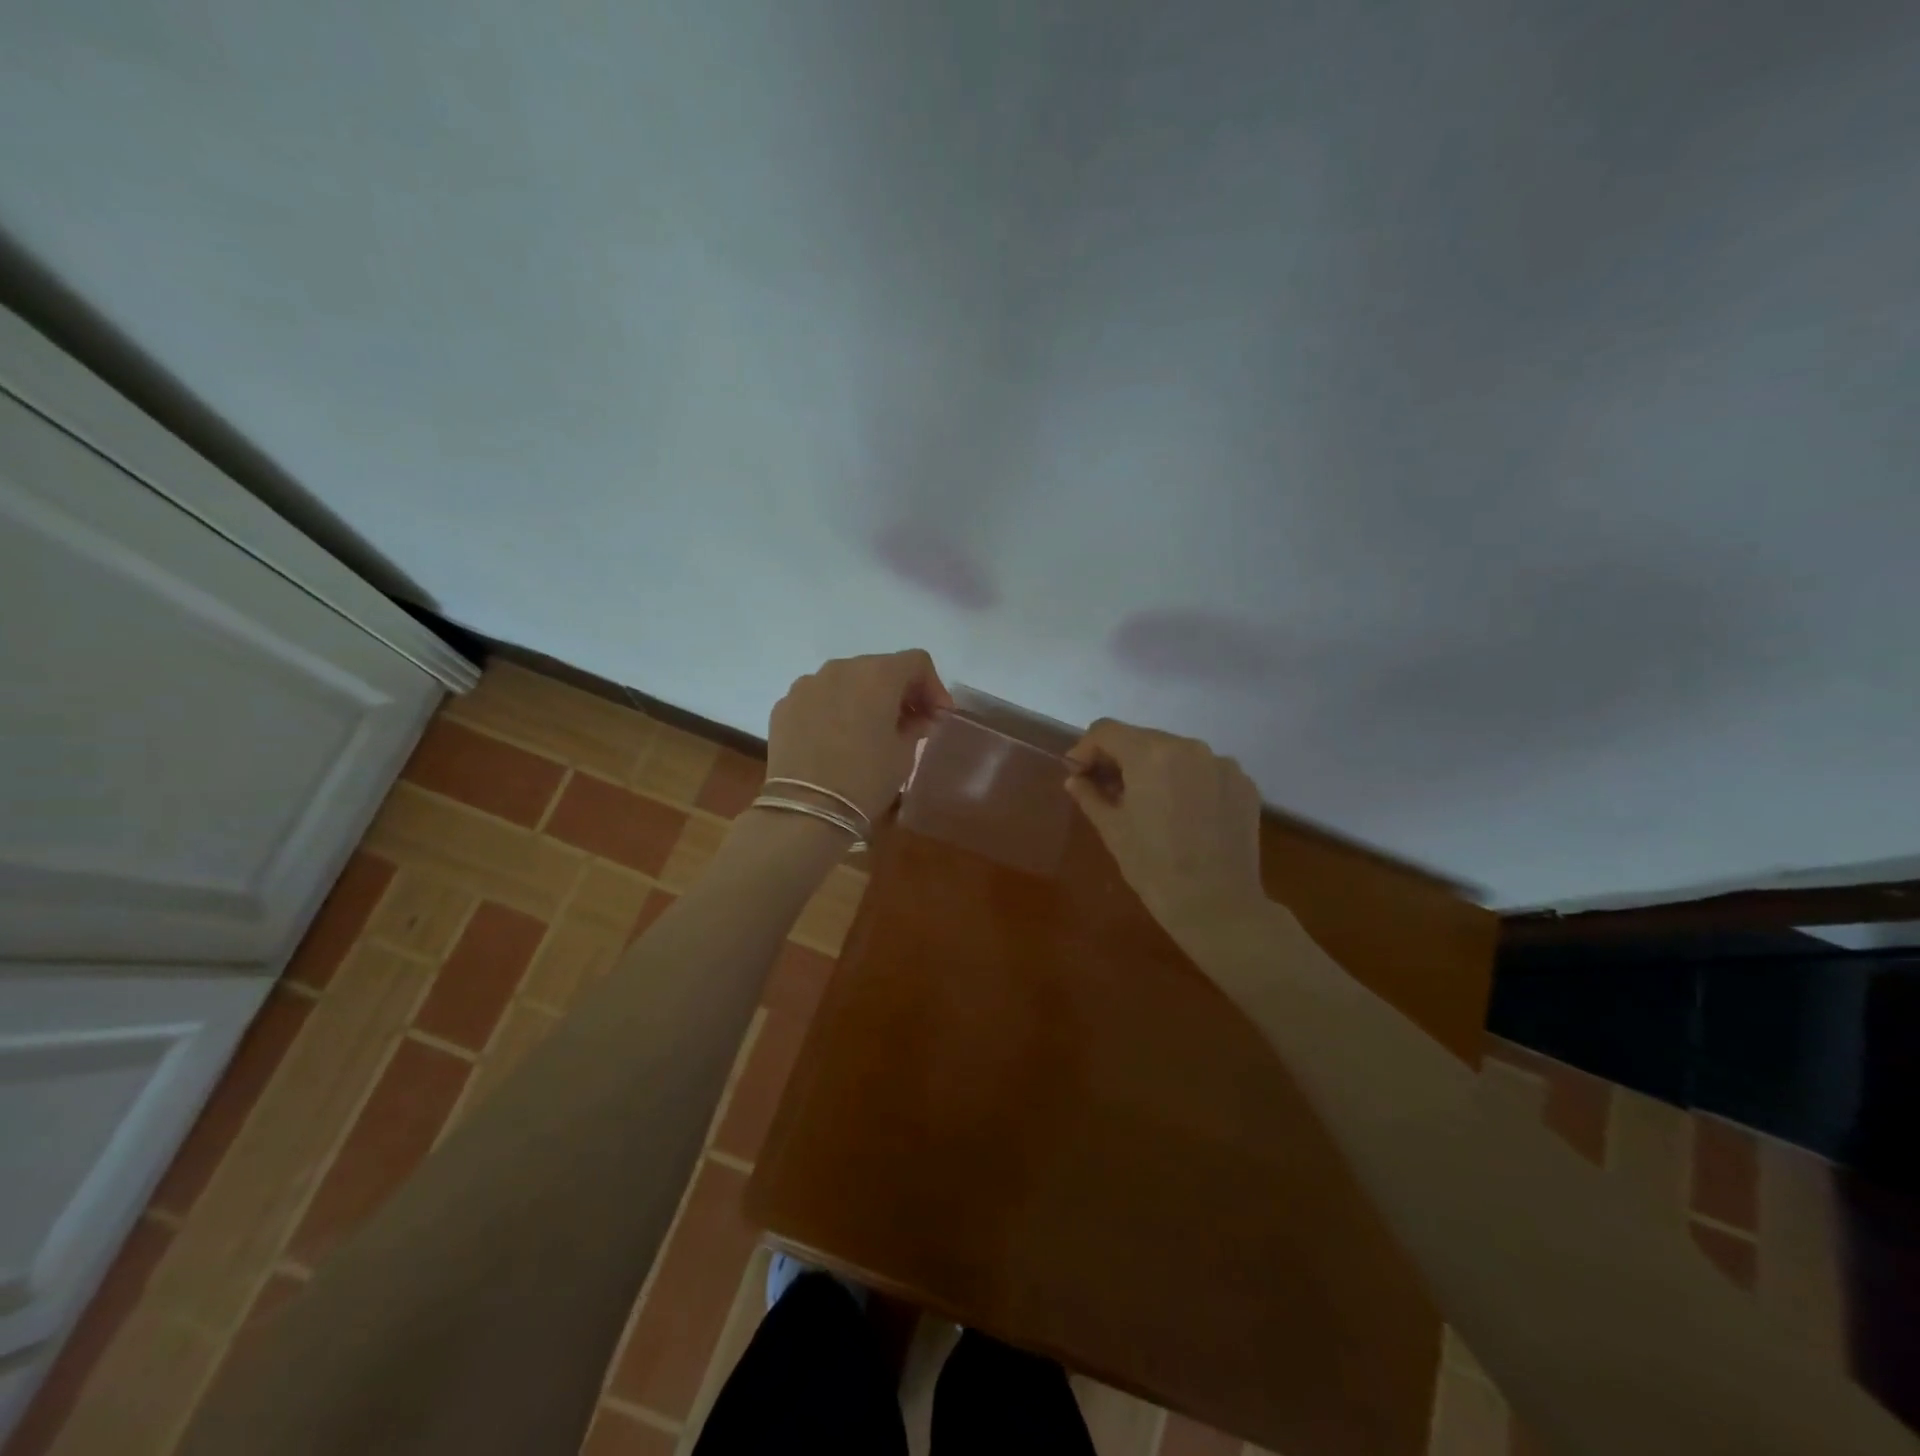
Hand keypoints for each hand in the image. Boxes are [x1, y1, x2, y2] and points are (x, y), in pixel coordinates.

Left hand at [765, 650, 952, 822]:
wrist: (806, 809)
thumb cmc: (866, 778)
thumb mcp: (904, 754)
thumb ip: (915, 726)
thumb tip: (915, 719)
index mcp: (877, 674)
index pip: (916, 662)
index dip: (933, 687)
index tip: (937, 716)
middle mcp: (841, 668)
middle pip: (879, 668)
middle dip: (898, 692)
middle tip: (909, 723)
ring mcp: (807, 685)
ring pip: (846, 681)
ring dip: (864, 698)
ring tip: (869, 732)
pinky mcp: (784, 706)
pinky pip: (819, 698)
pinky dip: (835, 710)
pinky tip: (836, 741)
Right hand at [1065, 719, 1267, 935]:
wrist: (1217, 905)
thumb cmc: (1154, 867)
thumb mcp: (1113, 830)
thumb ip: (1090, 795)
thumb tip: (1076, 778)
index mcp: (1151, 754)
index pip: (1107, 731)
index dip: (1086, 749)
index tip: (1078, 774)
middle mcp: (1189, 747)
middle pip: (1142, 739)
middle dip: (1120, 759)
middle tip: (1107, 790)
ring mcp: (1222, 764)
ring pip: (1175, 753)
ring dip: (1154, 770)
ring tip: (1147, 803)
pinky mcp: (1244, 784)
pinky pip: (1204, 770)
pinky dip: (1187, 782)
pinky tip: (1183, 814)